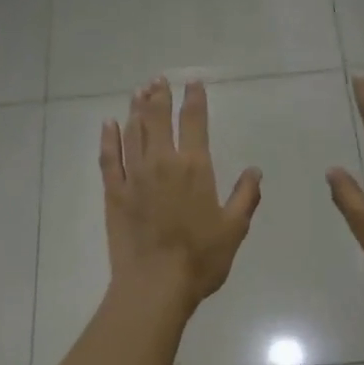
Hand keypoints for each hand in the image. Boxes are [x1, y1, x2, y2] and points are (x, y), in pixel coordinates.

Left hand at [101, 77, 262, 309]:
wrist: (155, 285)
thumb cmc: (201, 259)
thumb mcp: (234, 229)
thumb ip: (245, 196)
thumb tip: (254, 170)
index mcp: (195, 167)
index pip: (194, 122)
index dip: (194, 99)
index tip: (193, 83)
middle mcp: (162, 163)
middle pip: (158, 119)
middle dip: (159, 96)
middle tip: (158, 80)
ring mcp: (134, 176)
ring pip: (133, 133)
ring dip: (136, 110)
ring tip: (139, 92)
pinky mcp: (114, 193)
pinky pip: (109, 158)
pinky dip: (108, 138)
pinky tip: (108, 124)